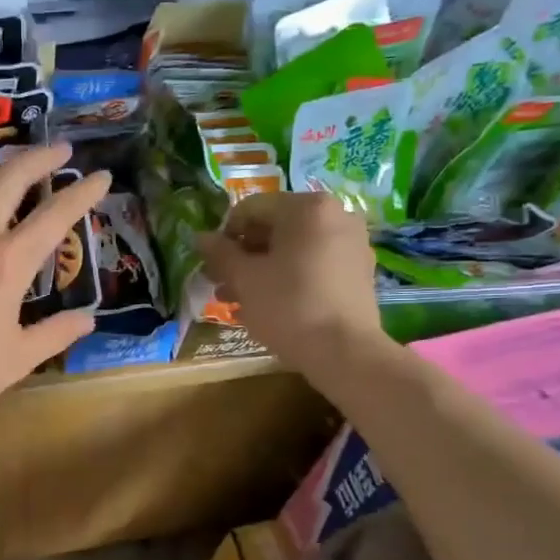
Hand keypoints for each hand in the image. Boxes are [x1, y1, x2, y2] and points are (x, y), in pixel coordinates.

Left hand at [0, 145, 111, 435]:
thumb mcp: (17, 359)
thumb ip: (56, 333)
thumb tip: (87, 319)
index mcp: (7, 263)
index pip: (55, 213)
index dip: (83, 192)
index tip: (102, 176)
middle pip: (10, 175)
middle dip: (41, 156)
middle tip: (60, 150)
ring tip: (12, 169)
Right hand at [194, 191, 391, 383]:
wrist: (345, 352)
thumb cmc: (289, 306)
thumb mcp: (245, 279)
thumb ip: (220, 253)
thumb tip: (201, 237)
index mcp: (307, 208)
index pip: (251, 209)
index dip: (225, 235)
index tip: (214, 265)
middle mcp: (335, 215)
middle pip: (274, 227)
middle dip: (244, 256)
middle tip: (222, 284)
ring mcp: (352, 243)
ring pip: (294, 248)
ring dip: (263, 269)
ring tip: (239, 300)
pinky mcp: (359, 270)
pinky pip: (314, 263)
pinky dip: (290, 277)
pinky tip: (271, 304)